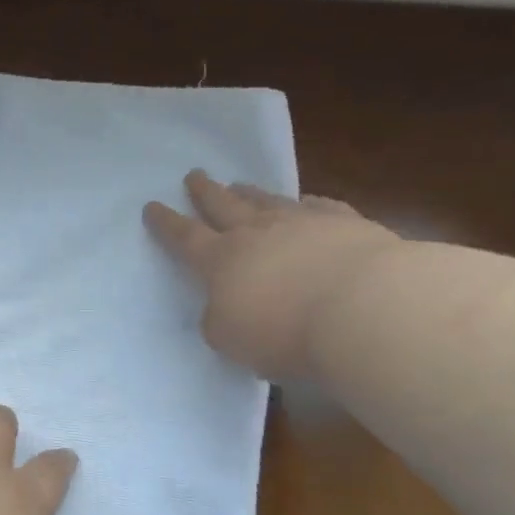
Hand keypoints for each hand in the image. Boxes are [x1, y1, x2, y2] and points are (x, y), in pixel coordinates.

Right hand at [144, 170, 403, 379]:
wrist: (363, 308)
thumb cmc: (285, 332)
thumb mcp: (231, 339)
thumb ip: (219, 321)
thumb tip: (222, 308)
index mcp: (220, 260)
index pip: (184, 238)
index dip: (166, 223)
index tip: (152, 206)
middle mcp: (256, 232)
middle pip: (223, 205)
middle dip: (205, 191)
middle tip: (195, 174)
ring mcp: (302, 223)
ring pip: (267, 201)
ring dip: (249, 192)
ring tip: (239, 184)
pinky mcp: (346, 224)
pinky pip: (319, 206)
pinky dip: (307, 203)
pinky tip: (307, 202)